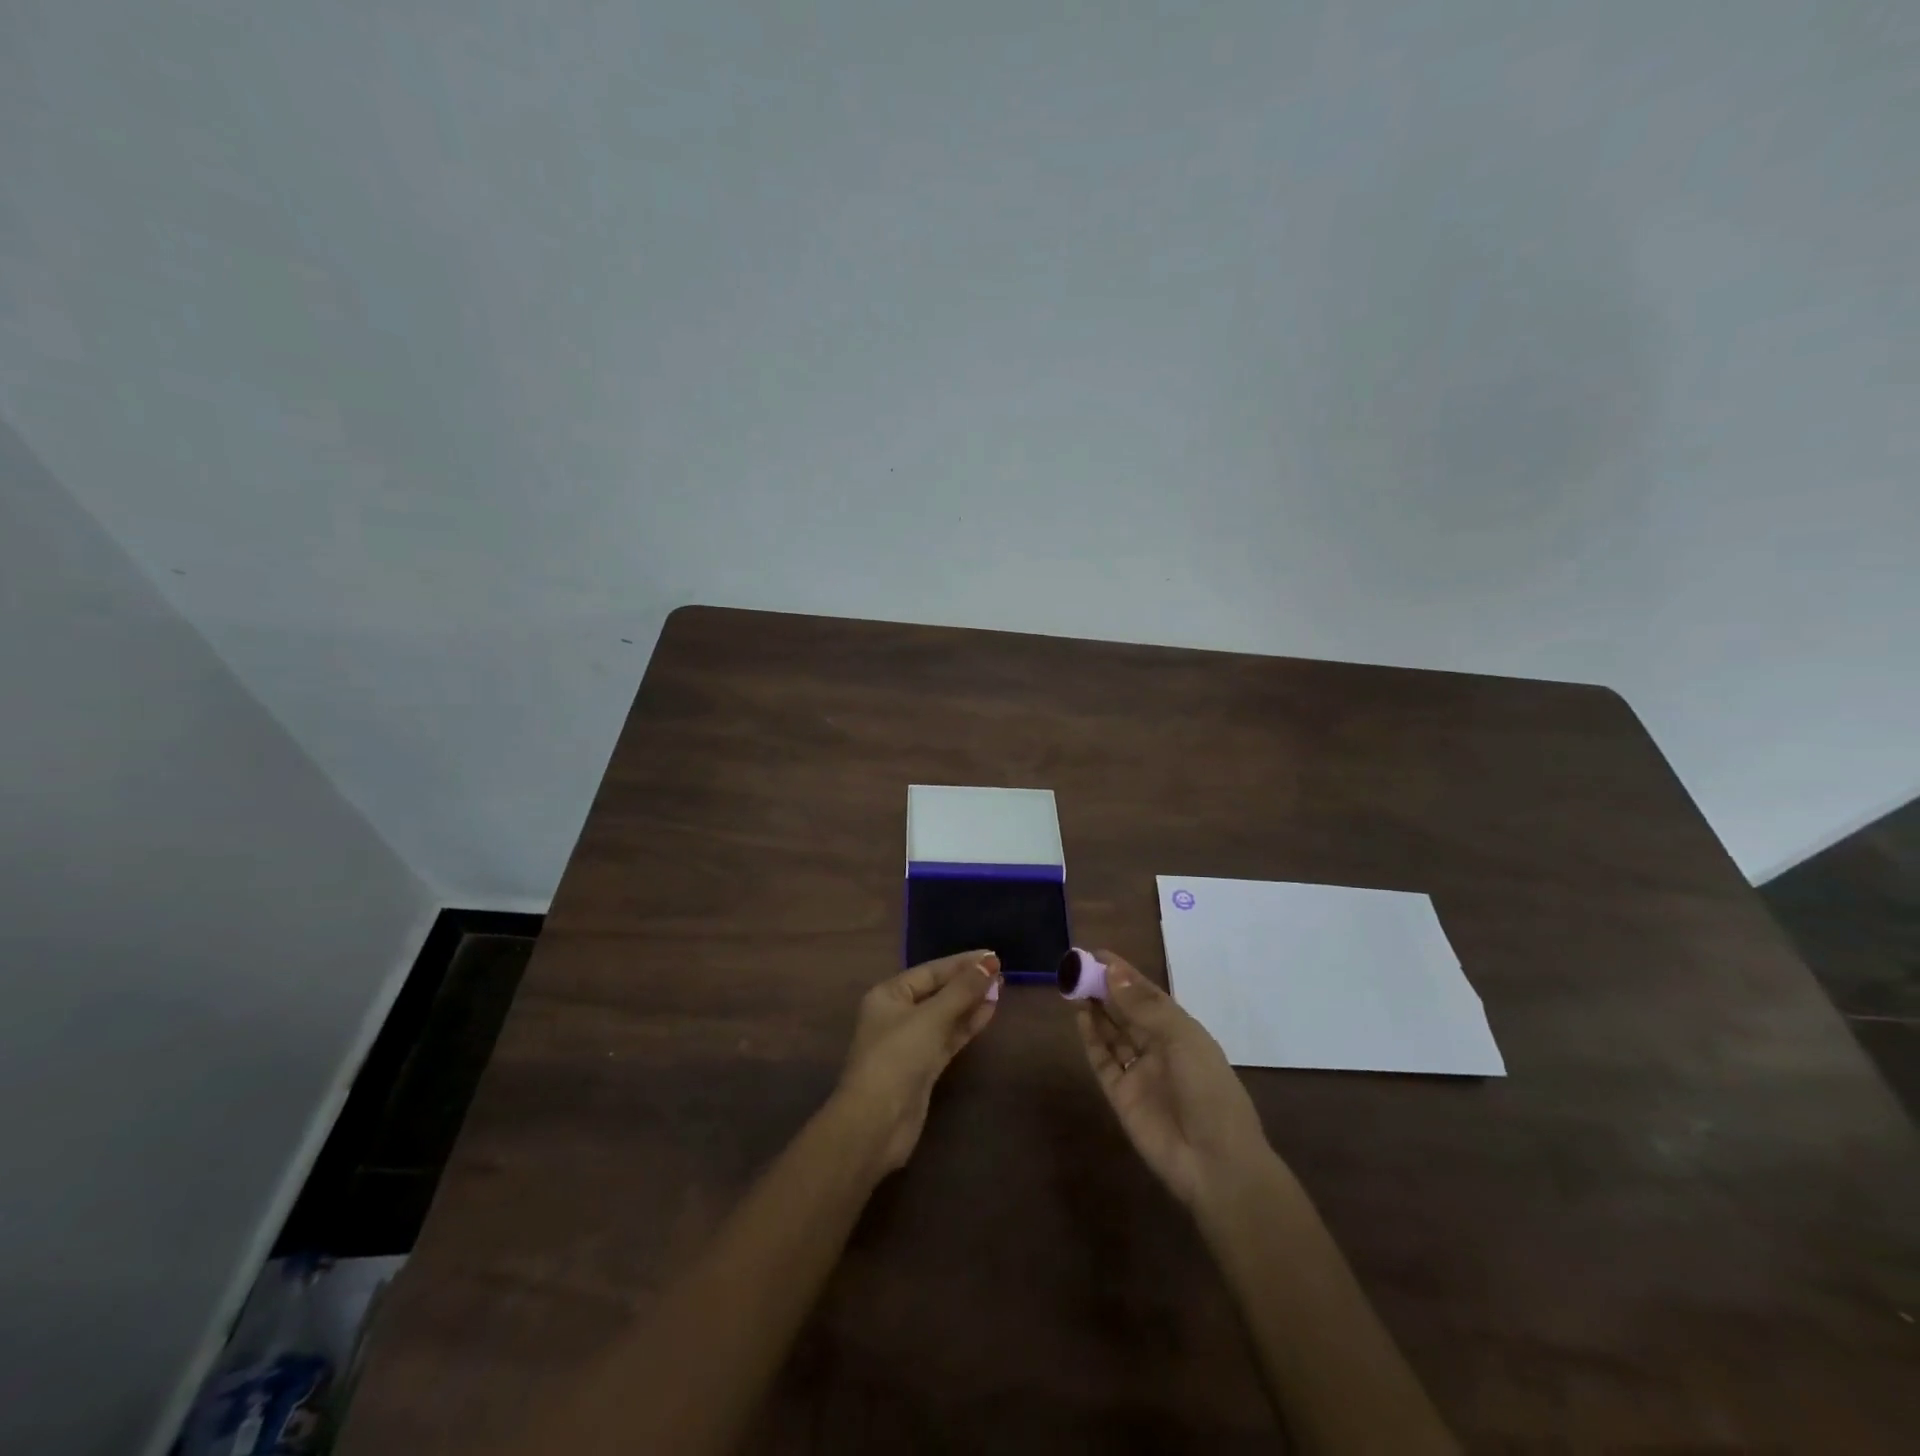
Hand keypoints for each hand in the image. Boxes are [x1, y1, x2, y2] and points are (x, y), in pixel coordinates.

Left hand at [837, 951, 1001, 1172]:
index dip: (962, 963)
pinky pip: (948, 1037)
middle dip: (968, 982)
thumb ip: (961, 990)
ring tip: (1000, 989)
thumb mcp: (930, 1018)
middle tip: (1001, 973)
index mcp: (889, 995)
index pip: (930, 971)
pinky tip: (988, 1013)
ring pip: (946, 1015)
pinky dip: (967, 1025)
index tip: (992, 957)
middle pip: (938, 991)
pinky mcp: (923, 1067)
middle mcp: (897, 1014)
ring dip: (971, 1003)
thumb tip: (989, 964)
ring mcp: (910, 1042)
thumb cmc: (897, 1057)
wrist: (876, 1123)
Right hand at [1074, 950, 1272, 1209]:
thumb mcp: (1182, 1039)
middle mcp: (1159, 1049)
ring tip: (1074, 986)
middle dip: (1105, 989)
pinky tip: (1079, 1017)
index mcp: (1182, 1032)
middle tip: (1078, 967)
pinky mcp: (1121, 1096)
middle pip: (1127, 1012)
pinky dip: (1091, 1039)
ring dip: (1096, 1010)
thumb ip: (1144, 1007)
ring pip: (1113, 1034)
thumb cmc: (1208, 1091)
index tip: (1098, 954)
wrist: (1215, 1162)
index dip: (1125, 975)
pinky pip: (1103, 1061)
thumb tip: (1112, 973)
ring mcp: (1140, 1073)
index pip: (1148, 995)